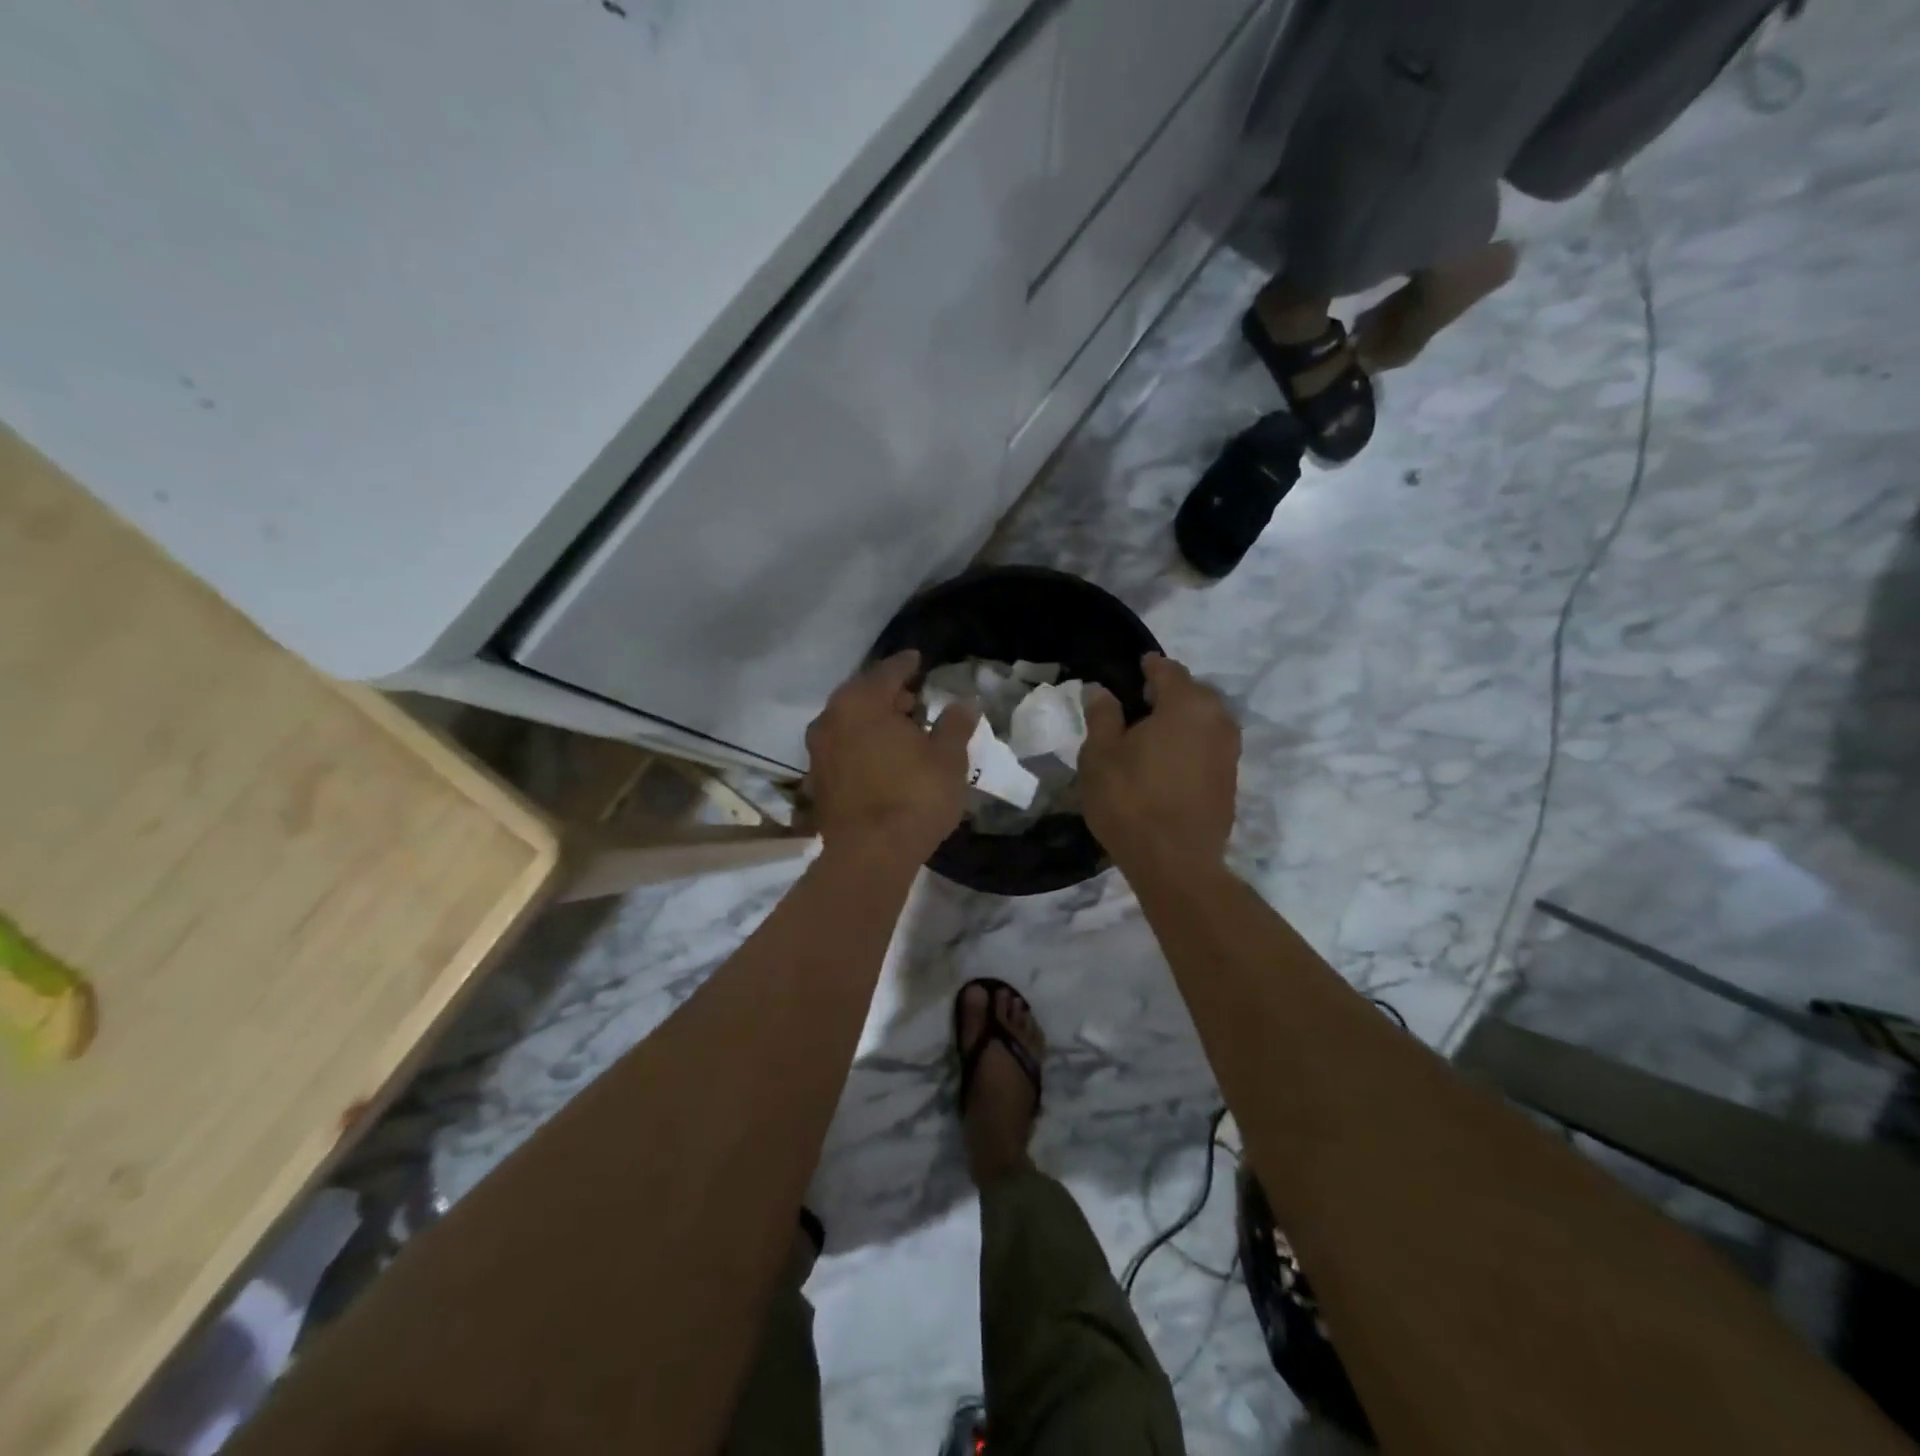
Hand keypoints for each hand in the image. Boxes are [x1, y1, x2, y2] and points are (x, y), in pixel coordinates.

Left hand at [805, 651, 978, 862]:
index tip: (919, 659)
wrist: (870, 855)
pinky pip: (843, 749)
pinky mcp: (818, 781)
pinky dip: (862, 745)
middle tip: (915, 699)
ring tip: (903, 731)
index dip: (907, 664)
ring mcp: (818, 751)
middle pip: (863, 695)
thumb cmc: (914, 796)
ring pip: (850, 723)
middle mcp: (831, 719)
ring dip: (874, 721)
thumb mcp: (948, 758)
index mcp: (861, 702)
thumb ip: (955, 724)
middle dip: (889, 695)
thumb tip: (964, 702)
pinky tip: (883, 759)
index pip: (888, 671)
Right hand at [1080, 653, 1239, 865]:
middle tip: (1136, 704)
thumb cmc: (1130, 800)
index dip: (1148, 667)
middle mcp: (1218, 719)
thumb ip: (1102, 716)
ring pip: (1203, 720)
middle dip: (1166, 693)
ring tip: (1149, 735)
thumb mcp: (1100, 755)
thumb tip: (1101, 690)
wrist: (1175, 862)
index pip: (1168, 670)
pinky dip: (1189, 744)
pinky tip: (1166, 761)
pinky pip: (1208, 745)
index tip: (1135, 668)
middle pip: (1191, 693)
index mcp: (1186, 704)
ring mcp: (1230, 751)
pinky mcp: (1230, 779)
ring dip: (1180, 720)